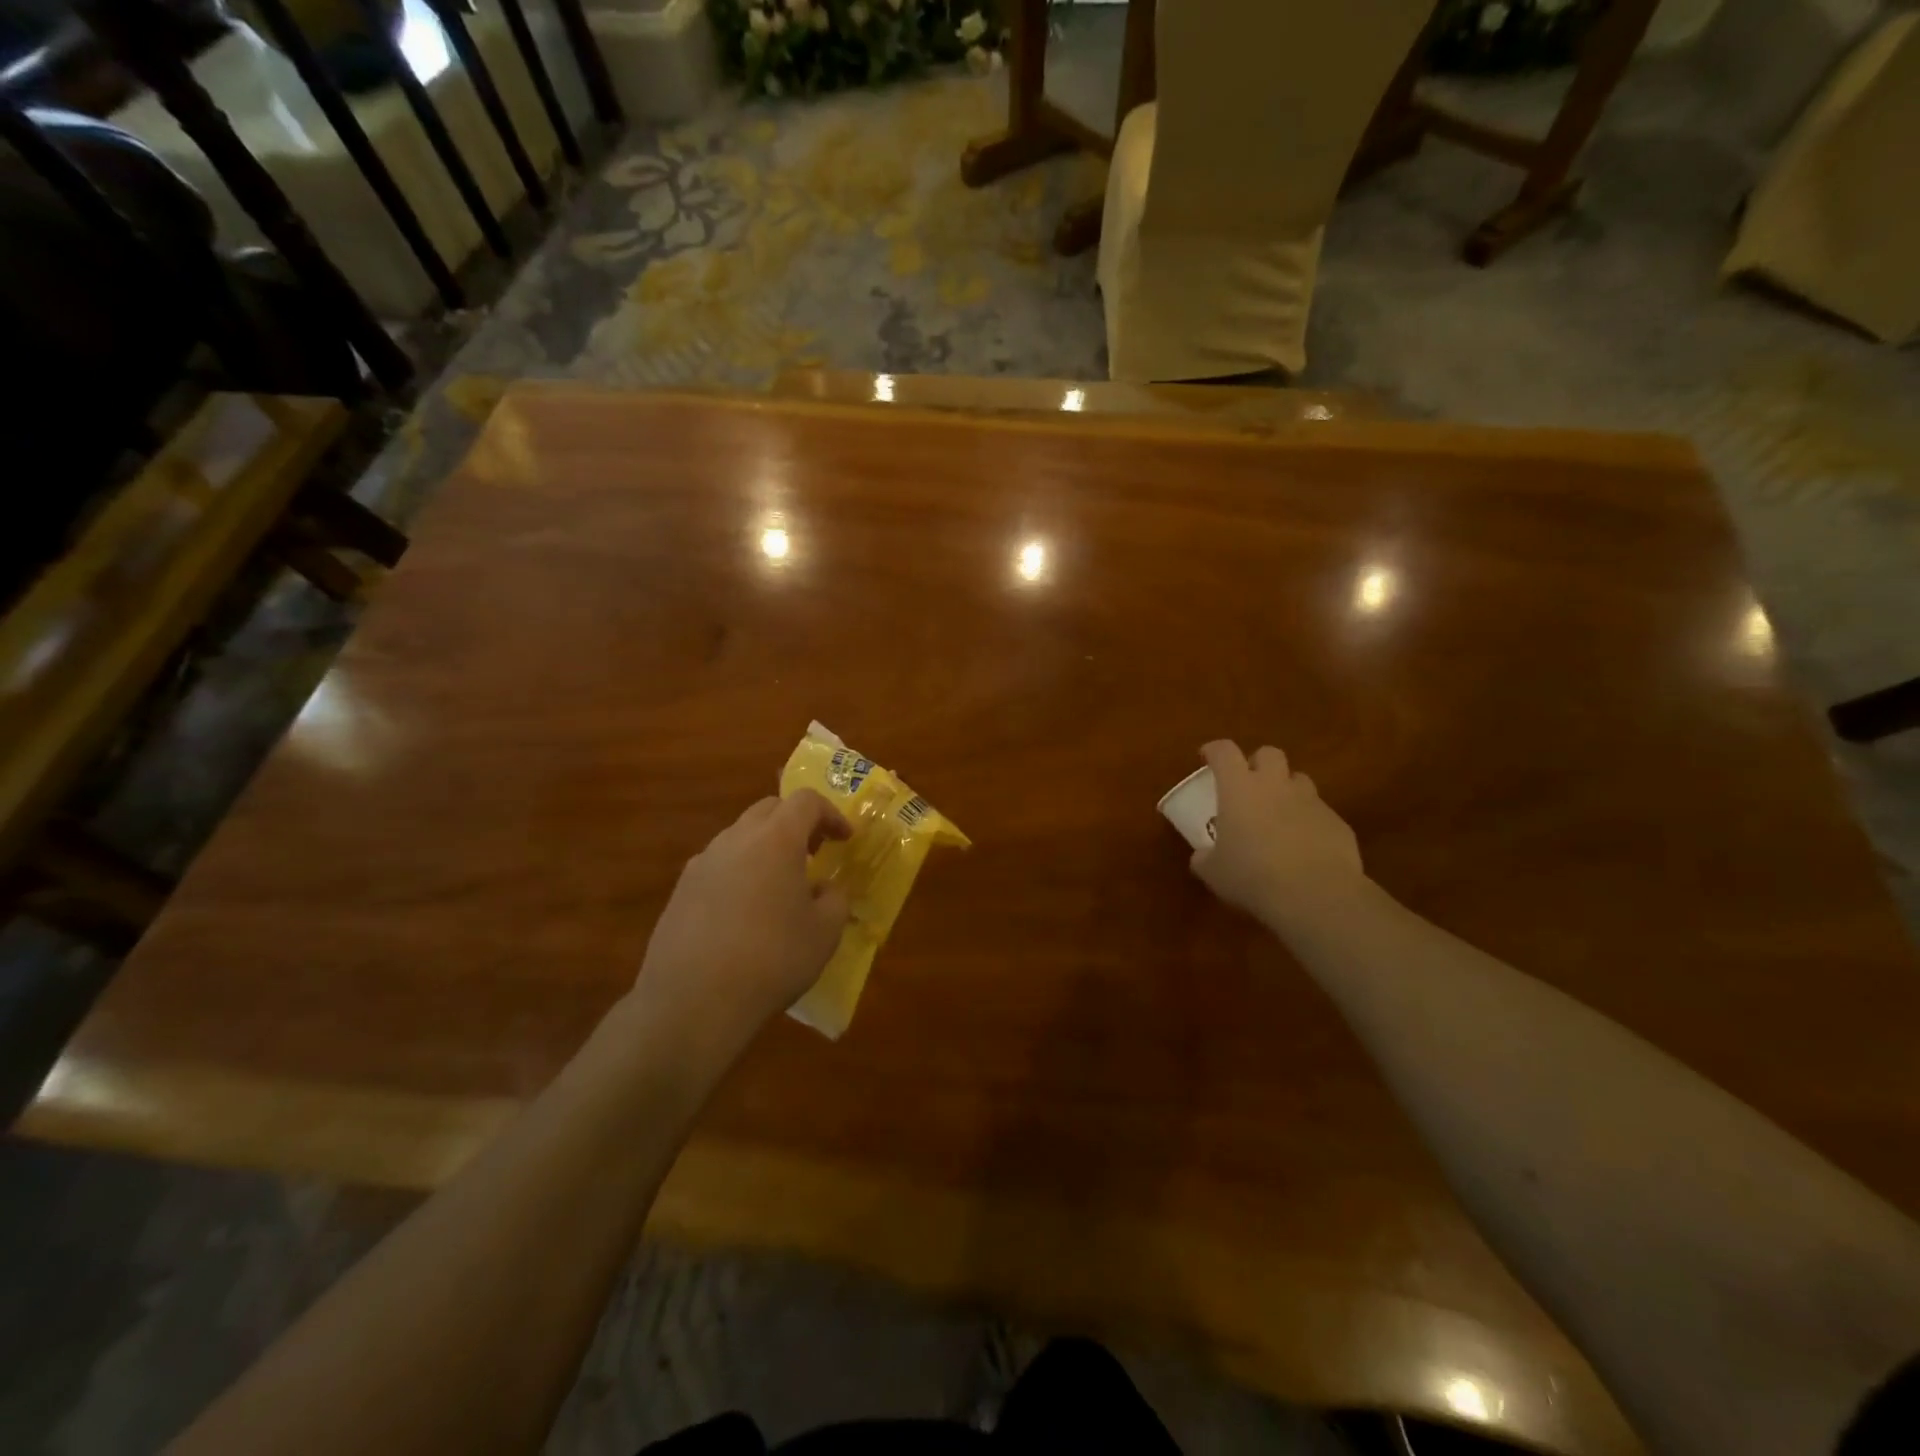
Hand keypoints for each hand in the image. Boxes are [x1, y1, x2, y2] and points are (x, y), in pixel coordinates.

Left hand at [632, 791, 852, 1053]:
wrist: (693, 1002)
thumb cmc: (773, 959)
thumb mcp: (825, 931)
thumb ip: (834, 898)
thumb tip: (823, 888)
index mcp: (776, 839)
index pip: (806, 801)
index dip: (831, 814)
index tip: (844, 839)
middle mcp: (735, 839)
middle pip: (769, 809)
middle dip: (796, 823)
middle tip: (814, 853)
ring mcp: (702, 863)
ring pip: (740, 836)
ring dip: (765, 847)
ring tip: (779, 886)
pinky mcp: (680, 891)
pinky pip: (718, 866)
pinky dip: (739, 873)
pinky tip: (745, 913)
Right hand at [1190, 740, 1366, 934]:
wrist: (1316, 895)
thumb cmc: (1252, 876)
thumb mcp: (1213, 872)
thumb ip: (1205, 858)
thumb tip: (1203, 856)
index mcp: (1239, 789)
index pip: (1224, 752)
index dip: (1214, 750)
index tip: (1207, 758)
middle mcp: (1276, 785)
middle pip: (1269, 754)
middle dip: (1258, 763)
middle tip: (1248, 785)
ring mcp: (1311, 802)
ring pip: (1299, 780)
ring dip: (1286, 791)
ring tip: (1278, 816)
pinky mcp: (1338, 823)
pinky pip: (1320, 813)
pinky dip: (1309, 822)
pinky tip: (1304, 848)